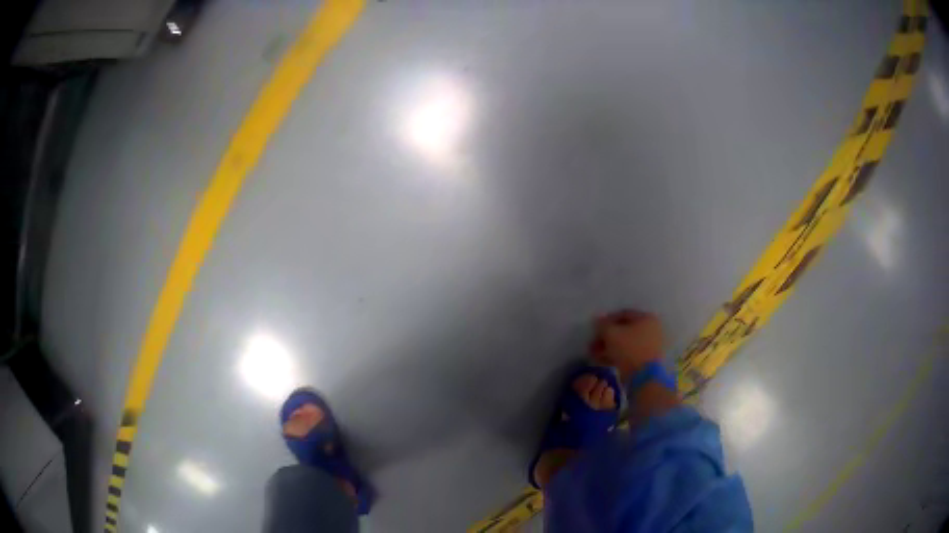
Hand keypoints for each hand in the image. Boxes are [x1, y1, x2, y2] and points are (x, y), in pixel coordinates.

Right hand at [590, 309, 663, 381]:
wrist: (644, 377)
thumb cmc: (629, 349)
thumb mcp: (611, 334)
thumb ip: (602, 325)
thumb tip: (597, 321)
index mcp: (647, 318)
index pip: (623, 314)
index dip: (606, 320)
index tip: (594, 329)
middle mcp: (652, 329)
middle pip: (624, 330)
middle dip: (606, 337)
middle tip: (592, 344)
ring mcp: (651, 346)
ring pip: (625, 343)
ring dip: (608, 347)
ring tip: (594, 354)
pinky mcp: (647, 360)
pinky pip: (629, 354)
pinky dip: (616, 356)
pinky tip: (602, 360)